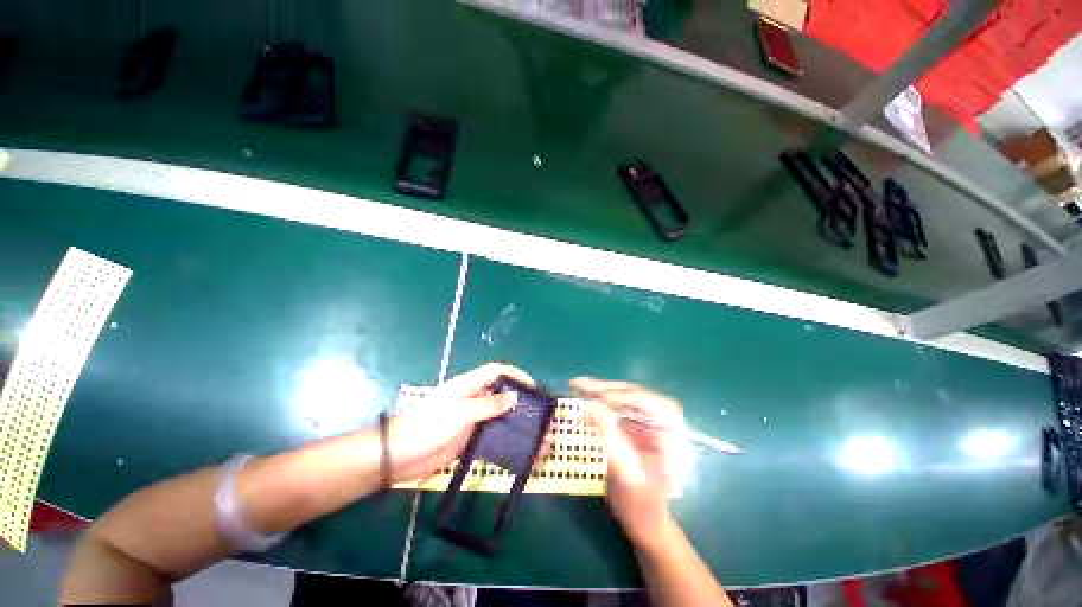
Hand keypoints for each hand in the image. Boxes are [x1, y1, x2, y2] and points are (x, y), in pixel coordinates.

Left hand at [388, 363, 534, 482]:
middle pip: (502, 396)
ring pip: (500, 419)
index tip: (533, 388)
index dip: (515, 376)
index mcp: (468, 386)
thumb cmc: (423, 427)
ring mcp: (470, 421)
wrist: (393, 459)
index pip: (496, 372)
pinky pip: (491, 439)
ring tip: (538, 439)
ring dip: (518, 427)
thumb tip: (514, 398)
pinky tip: (520, 452)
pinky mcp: (467, 441)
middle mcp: (472, 400)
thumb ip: (486, 406)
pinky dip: (506, 444)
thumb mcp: (457, 413)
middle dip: (522, 404)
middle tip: (542, 417)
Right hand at [572, 377, 684, 548]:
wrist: (645, 521)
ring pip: (624, 397)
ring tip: (577, 385)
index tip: (594, 397)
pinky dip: (600, 401)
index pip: (646, 403)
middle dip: (606, 388)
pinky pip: (618, 407)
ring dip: (600, 390)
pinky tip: (585, 397)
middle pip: (634, 394)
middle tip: (579, 384)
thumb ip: (609, 436)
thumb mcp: (624, 472)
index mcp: (670, 433)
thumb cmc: (640, 504)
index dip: (620, 396)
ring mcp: (648, 422)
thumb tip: (591, 404)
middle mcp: (662, 421)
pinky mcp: (636, 426)